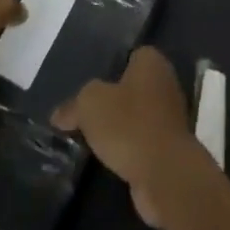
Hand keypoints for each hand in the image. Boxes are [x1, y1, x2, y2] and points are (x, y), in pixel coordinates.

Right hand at [53, 47, 200, 227]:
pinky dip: (128, 150)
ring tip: (92, 141)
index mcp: (151, 62)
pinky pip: (142, 141)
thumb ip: (74, 105)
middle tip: (86, 116)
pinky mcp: (170, 147)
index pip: (129, 56)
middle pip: (132, 87)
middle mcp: (165, 82)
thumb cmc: (129, 125)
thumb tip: (59, 115)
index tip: (89, 89)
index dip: (109, 69)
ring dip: (120, 129)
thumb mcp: (90, 105)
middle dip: (112, 101)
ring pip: (137, 117)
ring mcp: (170, 116)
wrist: (164, 173)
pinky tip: (109, 160)